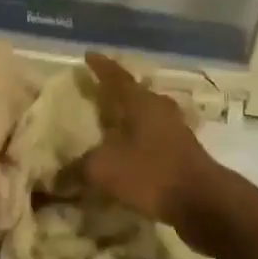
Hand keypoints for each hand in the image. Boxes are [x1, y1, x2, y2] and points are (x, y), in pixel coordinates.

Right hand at [76, 52, 224, 246]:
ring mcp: (176, 131)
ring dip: (130, 118)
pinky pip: (154, 139)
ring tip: (111, 124)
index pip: (116, 77)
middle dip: (116, 92)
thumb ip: (77, 169)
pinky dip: (139, 142)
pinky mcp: (183, 154)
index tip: (88, 55)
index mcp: (140, 102)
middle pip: (135, 94)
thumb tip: (54, 177)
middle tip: (98, 91)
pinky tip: (128, 154)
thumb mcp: (103, 170)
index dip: (101, 67)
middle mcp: (160, 110)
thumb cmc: (150, 173)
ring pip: (147, 116)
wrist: (203, 202)